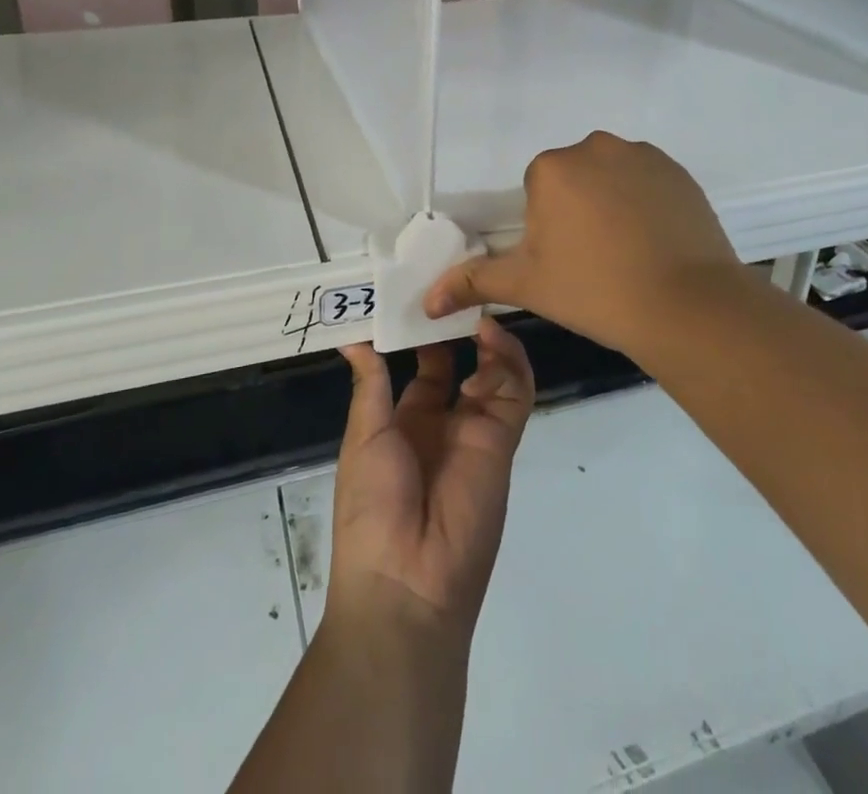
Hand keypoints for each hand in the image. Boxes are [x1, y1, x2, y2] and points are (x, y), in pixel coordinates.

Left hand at [327, 318, 535, 640]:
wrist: (406, 580)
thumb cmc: (370, 506)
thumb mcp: (364, 437)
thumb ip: (370, 385)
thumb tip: (353, 339)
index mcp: (405, 422)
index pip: (423, 367)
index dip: (423, 334)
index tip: (422, 293)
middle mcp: (444, 422)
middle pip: (461, 363)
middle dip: (459, 328)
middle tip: (456, 286)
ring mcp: (476, 430)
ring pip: (494, 371)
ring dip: (488, 338)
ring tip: (474, 305)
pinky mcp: (502, 439)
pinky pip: (514, 392)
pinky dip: (508, 361)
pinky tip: (490, 336)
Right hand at [425, 131, 743, 357]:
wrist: (686, 305)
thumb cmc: (594, 290)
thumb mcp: (527, 286)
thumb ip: (474, 282)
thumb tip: (427, 301)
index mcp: (552, 167)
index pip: (538, 189)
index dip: (547, 227)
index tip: (565, 260)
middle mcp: (595, 147)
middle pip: (574, 177)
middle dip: (577, 209)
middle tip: (594, 259)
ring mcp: (642, 155)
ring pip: (611, 177)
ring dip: (611, 203)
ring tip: (629, 253)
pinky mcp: (678, 171)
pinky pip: (648, 181)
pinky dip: (646, 203)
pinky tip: (656, 242)